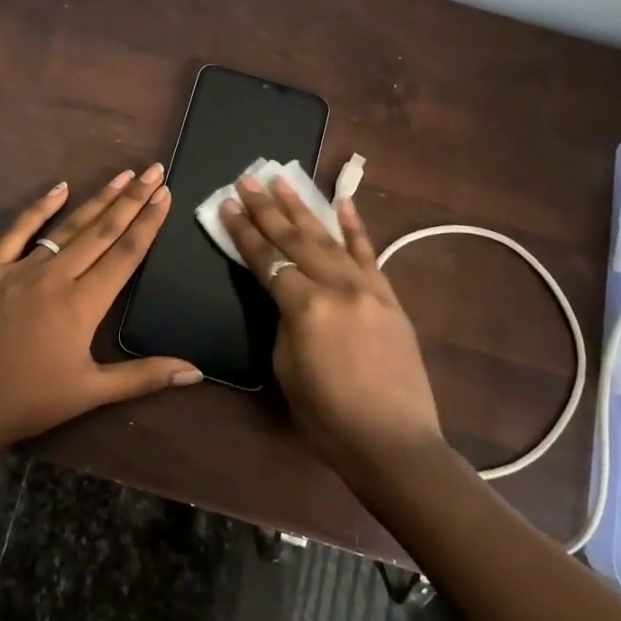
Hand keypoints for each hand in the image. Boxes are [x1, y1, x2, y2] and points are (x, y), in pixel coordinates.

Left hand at [0, 165, 200, 454]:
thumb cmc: (29, 401)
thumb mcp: (91, 392)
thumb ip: (144, 376)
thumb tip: (196, 372)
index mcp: (83, 304)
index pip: (125, 254)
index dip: (147, 222)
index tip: (164, 194)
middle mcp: (56, 277)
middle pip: (101, 231)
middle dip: (131, 199)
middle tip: (153, 170)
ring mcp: (20, 270)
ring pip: (67, 227)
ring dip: (97, 200)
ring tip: (121, 176)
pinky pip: (17, 233)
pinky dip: (38, 209)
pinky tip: (59, 188)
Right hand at [221, 175, 443, 478]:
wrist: (394, 442)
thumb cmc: (328, 417)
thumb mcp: (287, 369)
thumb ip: (284, 321)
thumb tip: (287, 296)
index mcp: (304, 306)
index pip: (266, 260)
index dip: (243, 232)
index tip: (227, 204)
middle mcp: (336, 286)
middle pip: (294, 239)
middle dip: (267, 208)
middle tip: (248, 179)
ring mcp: (367, 288)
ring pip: (329, 238)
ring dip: (303, 208)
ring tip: (283, 180)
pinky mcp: (388, 297)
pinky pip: (369, 253)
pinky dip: (355, 226)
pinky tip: (342, 202)